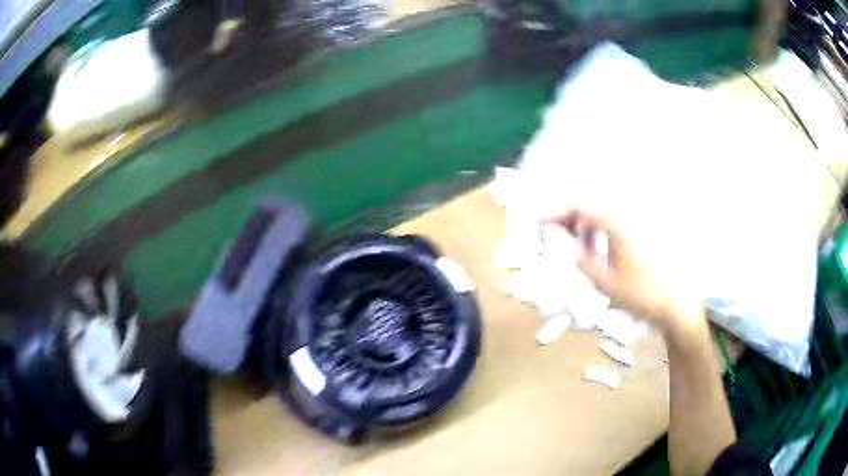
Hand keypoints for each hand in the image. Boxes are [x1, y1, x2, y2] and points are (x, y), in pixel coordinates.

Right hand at [543, 209, 705, 343]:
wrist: (676, 304)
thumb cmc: (640, 295)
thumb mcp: (603, 280)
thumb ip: (576, 255)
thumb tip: (552, 235)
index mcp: (618, 222)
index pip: (579, 203)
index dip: (555, 210)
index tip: (537, 224)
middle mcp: (628, 213)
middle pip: (589, 201)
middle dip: (566, 214)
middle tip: (552, 235)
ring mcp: (637, 219)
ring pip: (600, 208)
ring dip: (582, 221)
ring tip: (573, 245)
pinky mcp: (642, 228)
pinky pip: (613, 218)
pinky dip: (598, 227)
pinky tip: (595, 247)